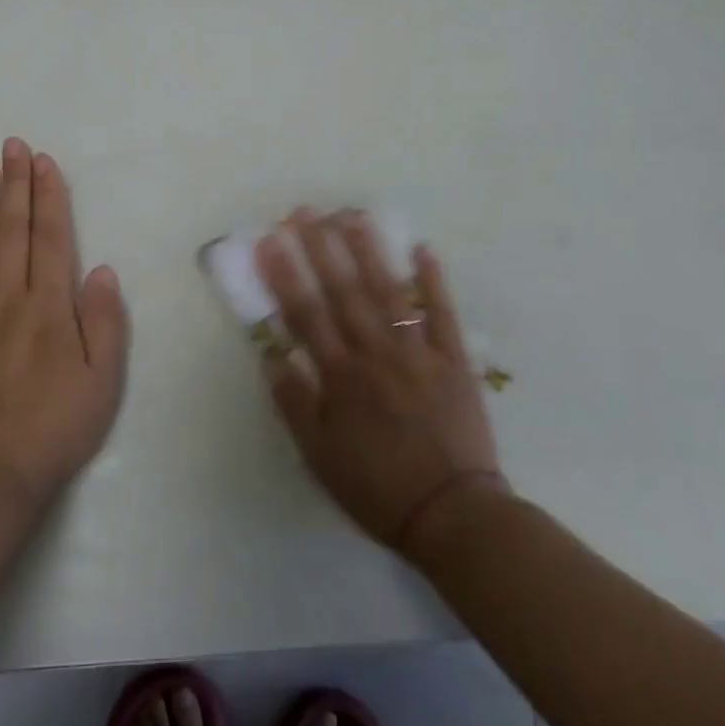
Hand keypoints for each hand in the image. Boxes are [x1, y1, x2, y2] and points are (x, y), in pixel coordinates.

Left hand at [0, 139, 130, 508]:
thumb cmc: (57, 426)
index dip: (48, 197)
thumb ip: (104, 321)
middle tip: (12, 145)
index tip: (44, 162)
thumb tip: (99, 269)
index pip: (50, 239)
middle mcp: (9, 301)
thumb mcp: (103, 380)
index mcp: (50, 309)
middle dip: (14, 185)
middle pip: (11, 232)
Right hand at [255, 208, 505, 555]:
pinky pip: (443, 314)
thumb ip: (293, 403)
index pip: (306, 315)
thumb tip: (271, 355)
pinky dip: (434, 282)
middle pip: (344, 292)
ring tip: (353, 215)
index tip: (270, 241)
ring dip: (370, 251)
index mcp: (340, 377)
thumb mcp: (317, 456)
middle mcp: (376, 354)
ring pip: (389, 293)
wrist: (450, 514)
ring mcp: (418, 354)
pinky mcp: (454, 361)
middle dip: (321, 248)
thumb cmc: (375, 487)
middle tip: (305, 211)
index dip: (285, 275)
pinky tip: (423, 249)